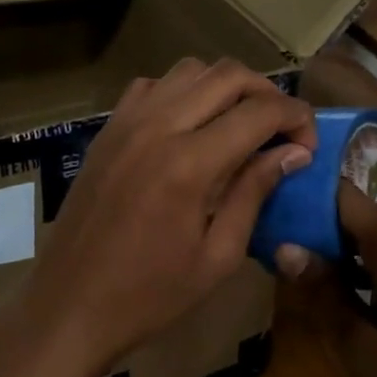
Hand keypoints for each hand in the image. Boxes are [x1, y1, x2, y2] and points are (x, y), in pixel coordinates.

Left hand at [28, 57, 314, 376]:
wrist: (68, 306)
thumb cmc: (149, 295)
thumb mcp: (218, 257)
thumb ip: (255, 193)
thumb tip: (294, 152)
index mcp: (190, 163)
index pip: (260, 111)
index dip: (296, 118)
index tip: (308, 144)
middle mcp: (158, 126)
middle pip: (228, 75)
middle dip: (267, 93)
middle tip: (282, 129)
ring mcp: (127, 122)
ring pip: (190, 70)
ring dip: (226, 86)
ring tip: (241, 122)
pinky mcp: (107, 129)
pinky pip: (153, 86)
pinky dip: (183, 92)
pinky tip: (189, 126)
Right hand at [283, 186, 376, 376]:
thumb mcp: (364, 353)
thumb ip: (324, 294)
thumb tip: (283, 246)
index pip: (343, 196)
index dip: (305, 197)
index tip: (269, 209)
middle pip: (361, 210)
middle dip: (320, 224)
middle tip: (278, 246)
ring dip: (345, 243)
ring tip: (305, 265)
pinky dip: (371, 256)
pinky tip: (349, 286)